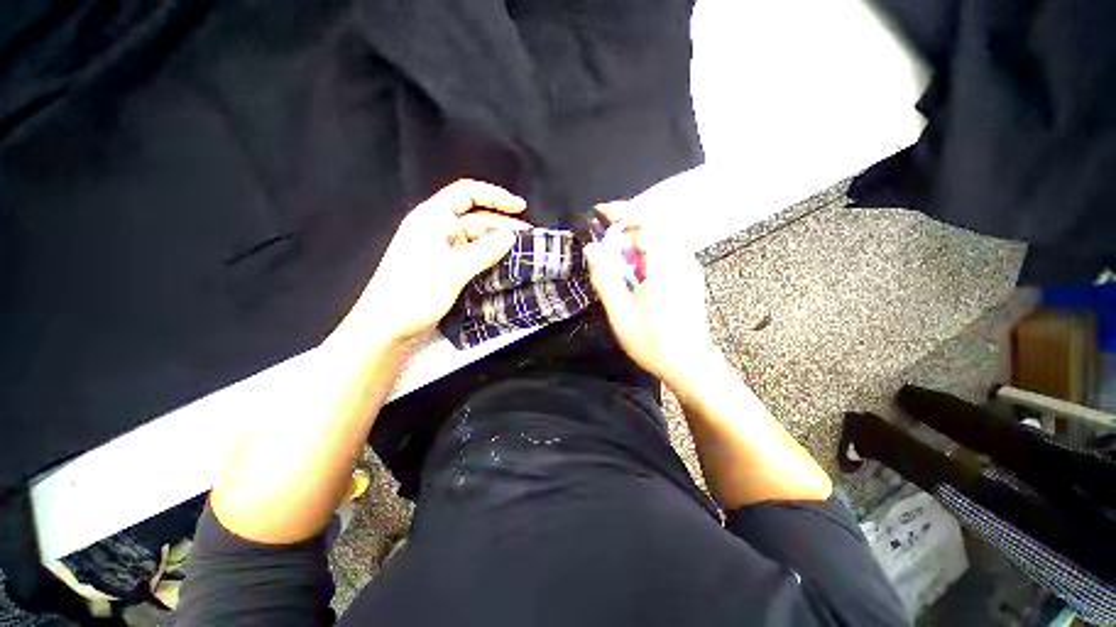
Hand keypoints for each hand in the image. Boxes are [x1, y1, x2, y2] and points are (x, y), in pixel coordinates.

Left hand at [338, 180, 529, 347]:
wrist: (387, 328)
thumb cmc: (414, 292)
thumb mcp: (454, 269)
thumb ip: (485, 251)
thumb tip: (511, 236)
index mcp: (433, 218)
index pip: (467, 193)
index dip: (495, 196)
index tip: (520, 207)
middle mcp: (438, 230)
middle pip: (476, 219)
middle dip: (502, 227)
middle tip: (529, 240)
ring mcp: (442, 251)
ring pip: (477, 241)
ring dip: (498, 246)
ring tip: (522, 255)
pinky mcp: (446, 270)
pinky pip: (473, 258)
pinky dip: (489, 260)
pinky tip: (506, 268)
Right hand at [585, 202, 718, 388]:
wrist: (691, 365)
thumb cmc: (655, 342)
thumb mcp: (621, 313)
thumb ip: (605, 278)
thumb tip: (592, 248)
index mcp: (666, 264)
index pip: (645, 220)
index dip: (620, 212)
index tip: (598, 213)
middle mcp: (682, 258)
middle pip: (652, 228)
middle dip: (624, 232)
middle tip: (603, 250)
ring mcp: (688, 267)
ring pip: (658, 240)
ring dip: (633, 245)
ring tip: (615, 264)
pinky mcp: (689, 277)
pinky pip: (664, 253)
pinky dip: (644, 255)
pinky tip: (634, 275)